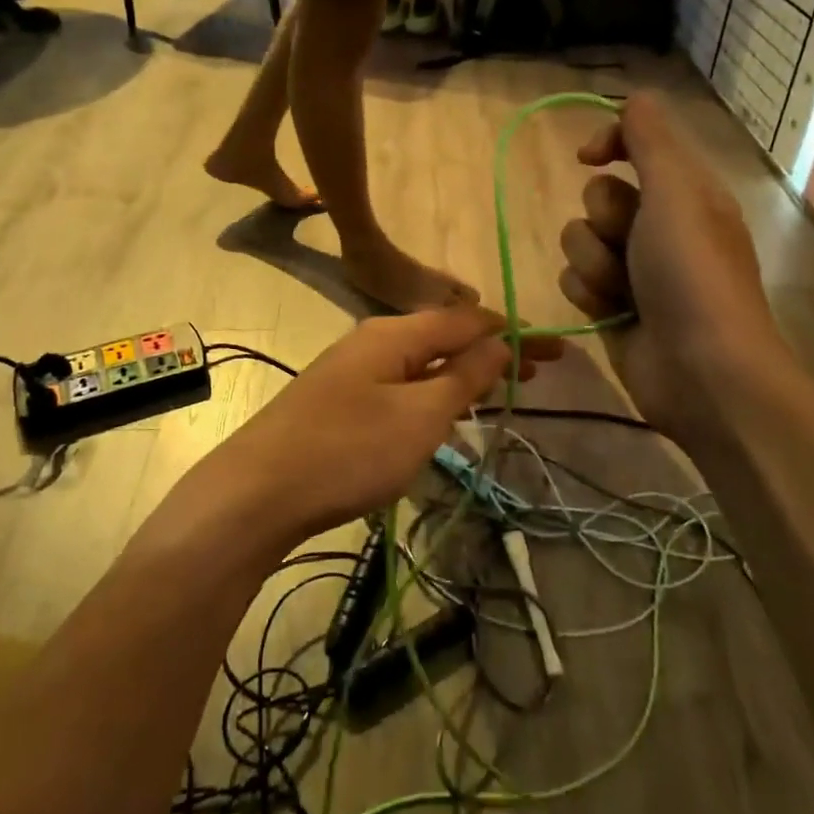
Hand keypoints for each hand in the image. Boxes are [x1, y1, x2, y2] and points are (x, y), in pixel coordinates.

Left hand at [219, 309, 561, 541]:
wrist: (257, 493)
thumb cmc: (348, 452)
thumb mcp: (420, 415)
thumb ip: (463, 377)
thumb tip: (499, 344)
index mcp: (396, 334)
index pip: (469, 320)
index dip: (516, 333)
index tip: (557, 352)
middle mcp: (374, 341)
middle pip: (447, 337)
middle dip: (495, 351)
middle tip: (540, 373)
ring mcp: (353, 371)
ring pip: (424, 362)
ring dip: (466, 372)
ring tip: (503, 388)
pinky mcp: (340, 401)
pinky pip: (402, 385)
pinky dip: (435, 391)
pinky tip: (446, 410)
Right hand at [558, 93, 800, 441]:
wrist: (701, 370)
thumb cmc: (692, 273)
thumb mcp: (677, 192)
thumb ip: (650, 139)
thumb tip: (630, 100)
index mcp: (685, 192)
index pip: (636, 144)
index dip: (609, 142)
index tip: (586, 157)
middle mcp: (659, 226)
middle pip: (598, 196)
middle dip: (605, 221)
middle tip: (634, 243)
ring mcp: (635, 270)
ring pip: (579, 241)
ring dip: (594, 264)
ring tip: (625, 292)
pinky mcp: (612, 308)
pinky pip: (575, 281)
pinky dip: (590, 296)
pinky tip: (613, 314)